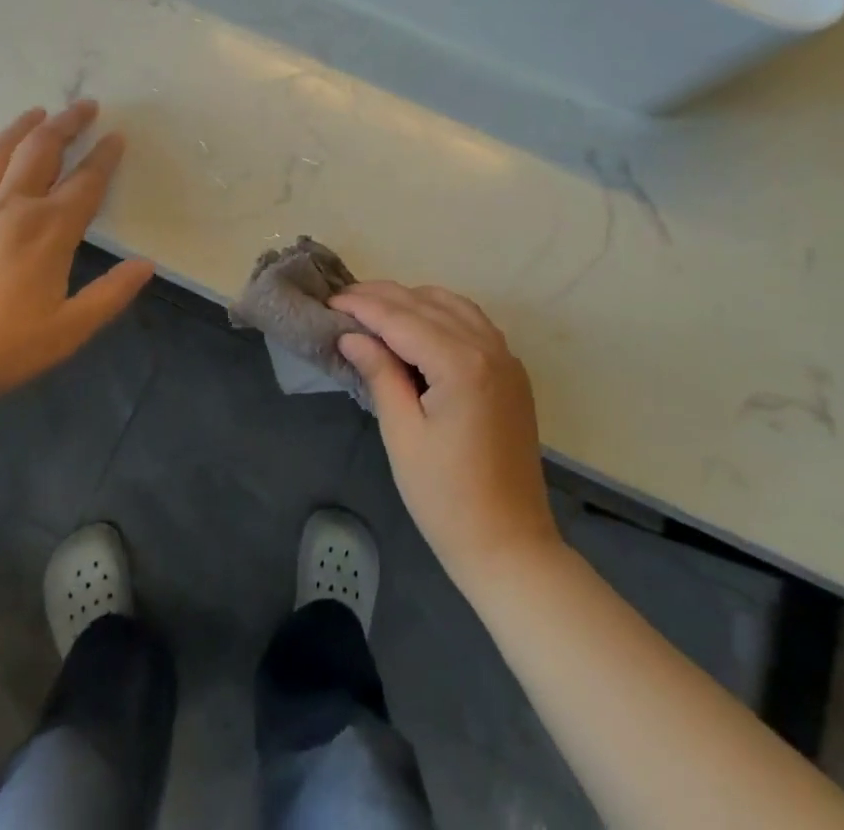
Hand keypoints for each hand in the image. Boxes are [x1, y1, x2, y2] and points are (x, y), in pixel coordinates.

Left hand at [0, 100, 153, 411]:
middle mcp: (13, 206)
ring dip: (24, 126)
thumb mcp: (68, 330)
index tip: (117, 136)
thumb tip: (146, 266)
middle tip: (85, 105)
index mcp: (50, 230)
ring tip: (39, 112)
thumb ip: (111, 294)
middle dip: (67, 123)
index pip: (86, 181)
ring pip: (1, 150)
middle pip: (42, 149)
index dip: (105, 156)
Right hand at [336, 283, 561, 586]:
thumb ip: (380, 374)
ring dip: (413, 301)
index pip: (402, 318)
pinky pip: (473, 323)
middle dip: (384, 297)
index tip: (331, 300)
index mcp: (461, 364)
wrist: (510, 545)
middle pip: (427, 304)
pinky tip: (418, 326)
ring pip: (453, 306)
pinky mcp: (512, 372)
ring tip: (375, 309)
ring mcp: (506, 357)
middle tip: (344, 301)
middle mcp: (489, 347)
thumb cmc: (446, 498)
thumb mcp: (403, 434)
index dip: (364, 306)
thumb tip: (352, 335)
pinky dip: (442, 314)